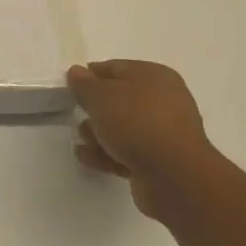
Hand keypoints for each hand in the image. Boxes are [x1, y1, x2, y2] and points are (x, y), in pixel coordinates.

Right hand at [68, 60, 213, 221]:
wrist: (175, 177)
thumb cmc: (137, 124)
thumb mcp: (101, 96)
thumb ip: (84, 84)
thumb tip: (77, 72)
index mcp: (154, 76)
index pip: (115, 68)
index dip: (90, 76)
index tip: (70, 88)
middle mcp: (163, 101)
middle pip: (119, 100)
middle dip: (95, 109)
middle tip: (77, 115)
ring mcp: (164, 133)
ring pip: (123, 128)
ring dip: (99, 134)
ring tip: (84, 142)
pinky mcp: (161, 162)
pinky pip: (128, 152)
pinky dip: (108, 154)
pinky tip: (89, 159)